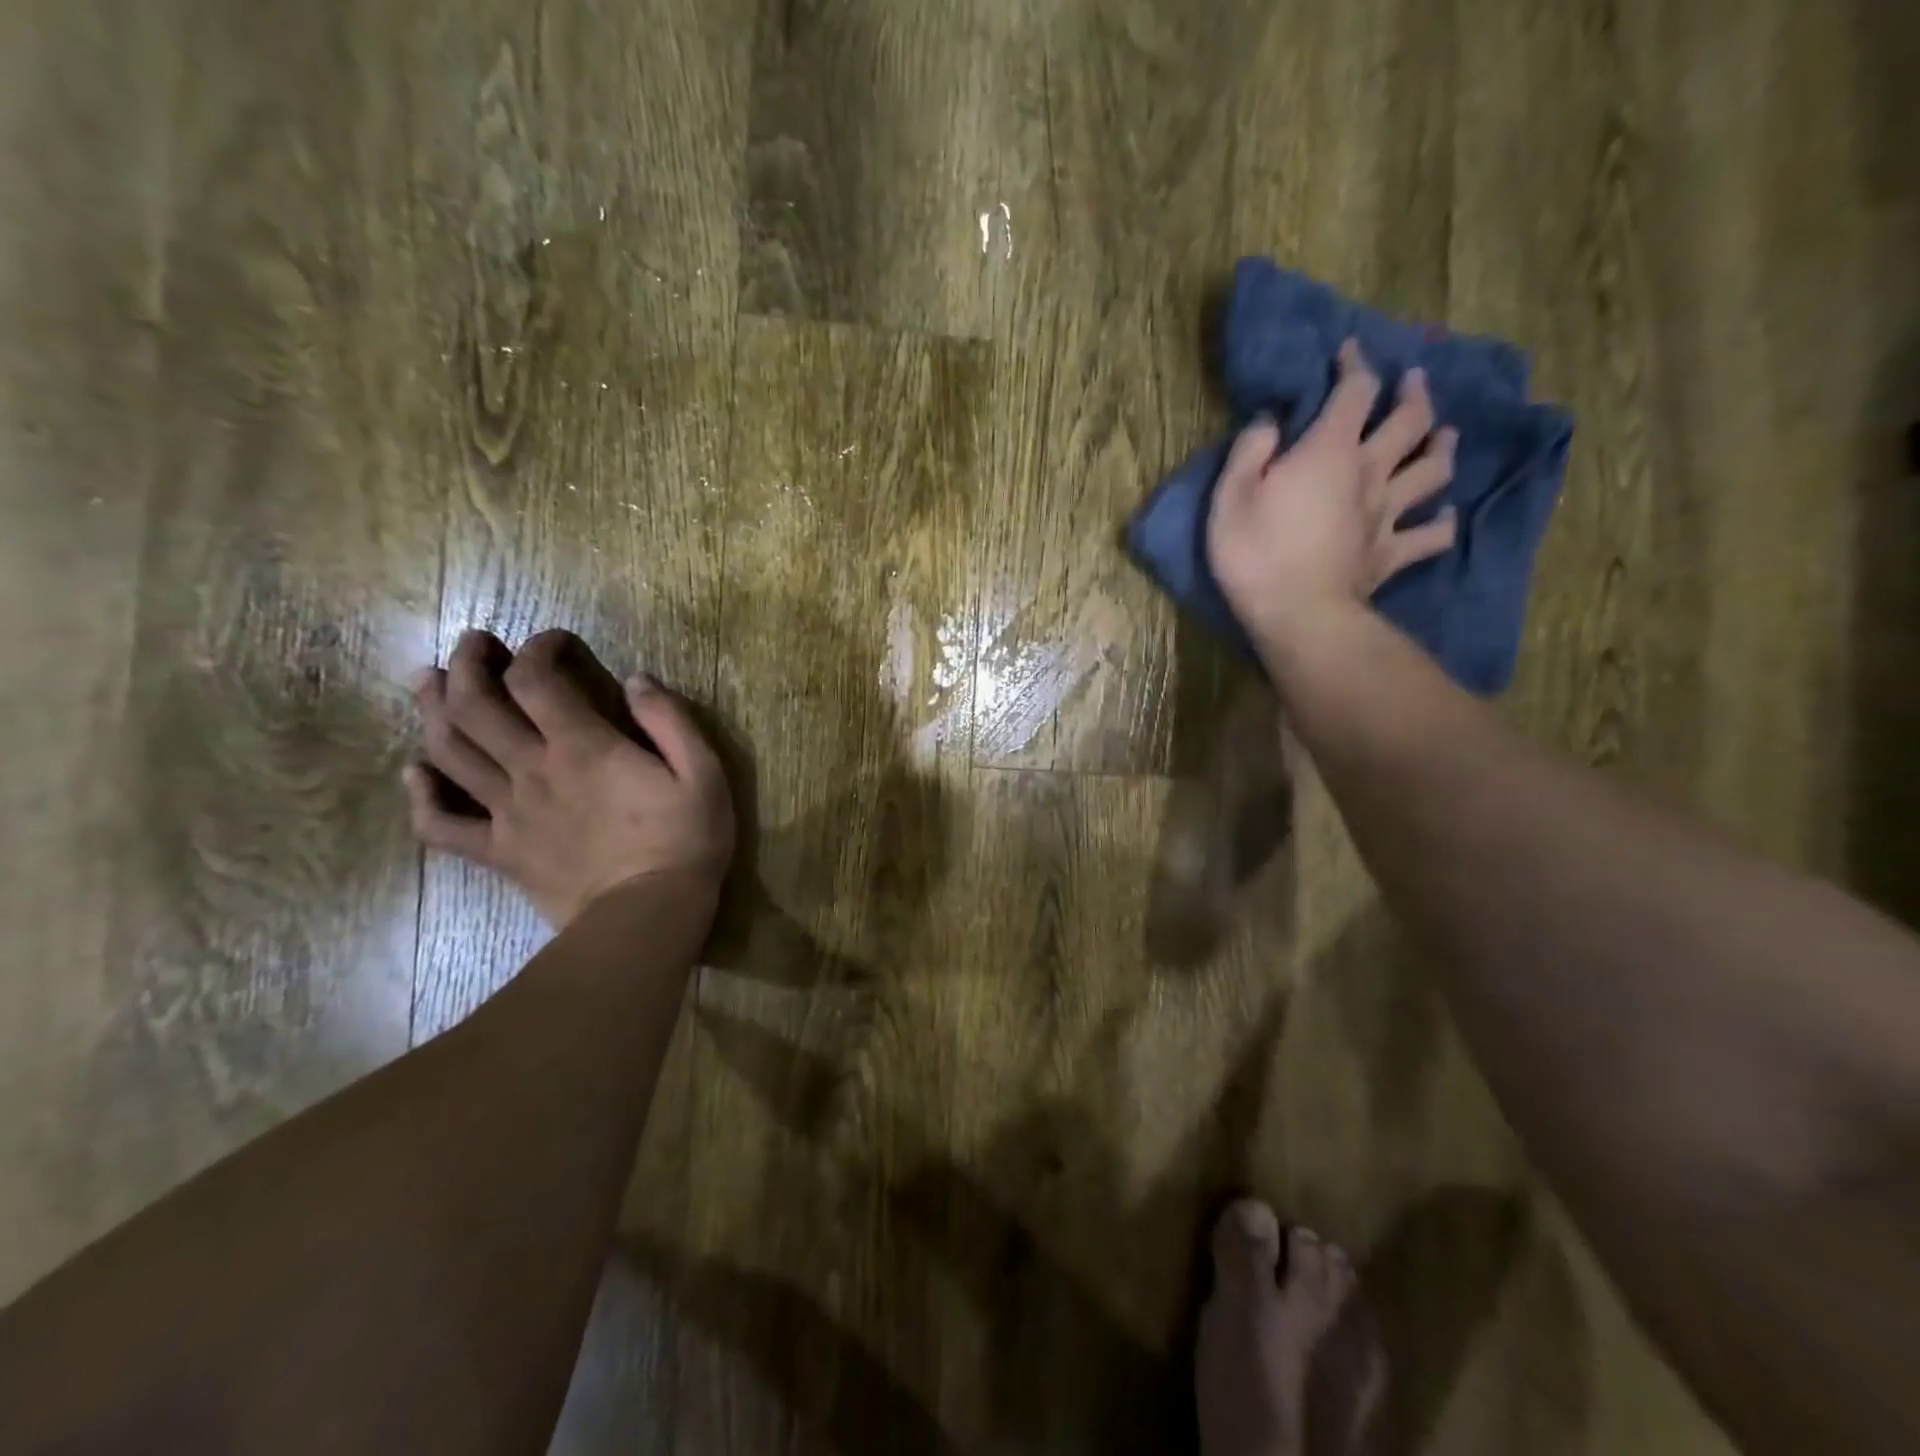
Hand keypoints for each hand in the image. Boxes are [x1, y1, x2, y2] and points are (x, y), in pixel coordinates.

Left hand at [405, 629, 735, 928]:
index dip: (537, 648)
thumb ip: (669, 721)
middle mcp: (532, 770)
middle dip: (467, 664)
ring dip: (432, 710)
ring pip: (448, 752)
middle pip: (474, 705)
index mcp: (582, 746)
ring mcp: (507, 813)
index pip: (536, 679)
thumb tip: (637, 681)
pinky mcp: (499, 852)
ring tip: (430, 683)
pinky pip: (440, 826)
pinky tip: (416, 775)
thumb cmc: (684, 841)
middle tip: (472, 644)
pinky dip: (420, 797)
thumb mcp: (703, 772)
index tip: (555, 642)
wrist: (648, 916)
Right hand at [1207, 340, 1457, 651]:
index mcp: (1329, 452)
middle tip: (1414, 380)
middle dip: (1414, 393)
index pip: (1354, 391)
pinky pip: (1432, 534)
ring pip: (1433, 469)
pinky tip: (1445, 516)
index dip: (1355, 365)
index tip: (1349, 351)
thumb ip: (1250, 452)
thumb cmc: (1255, 554)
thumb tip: (1271, 423)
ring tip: (1444, 435)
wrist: (1297, 615)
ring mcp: (1388, 514)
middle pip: (1410, 421)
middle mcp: (1370, 472)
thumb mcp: (1230, 497)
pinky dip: (1443, 522)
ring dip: (1442, 446)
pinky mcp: (1393, 553)